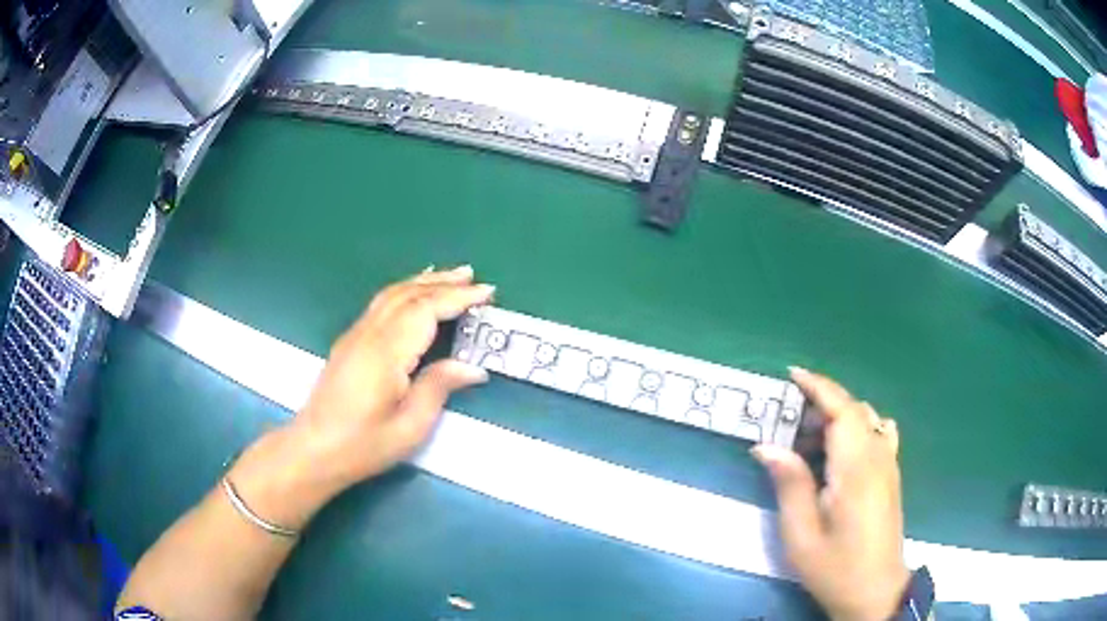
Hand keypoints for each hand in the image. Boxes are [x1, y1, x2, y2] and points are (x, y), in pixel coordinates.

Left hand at [293, 265, 494, 487]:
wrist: (314, 449)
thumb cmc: (364, 445)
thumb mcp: (410, 427)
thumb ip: (439, 388)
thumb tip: (473, 368)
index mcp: (386, 353)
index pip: (426, 310)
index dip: (457, 298)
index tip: (487, 293)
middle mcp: (369, 334)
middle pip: (409, 295)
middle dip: (443, 283)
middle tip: (475, 277)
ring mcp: (355, 335)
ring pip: (392, 294)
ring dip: (423, 281)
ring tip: (451, 275)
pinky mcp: (349, 341)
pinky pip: (381, 303)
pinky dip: (404, 290)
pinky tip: (413, 292)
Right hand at [752, 368, 909, 620]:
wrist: (875, 591)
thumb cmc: (835, 567)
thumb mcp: (801, 534)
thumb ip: (790, 485)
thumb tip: (766, 446)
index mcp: (856, 468)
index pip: (842, 409)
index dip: (818, 386)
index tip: (791, 374)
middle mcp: (878, 456)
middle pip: (854, 410)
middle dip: (822, 404)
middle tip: (787, 424)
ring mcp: (889, 464)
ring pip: (867, 419)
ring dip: (838, 417)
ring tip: (809, 440)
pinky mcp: (892, 475)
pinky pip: (878, 434)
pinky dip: (856, 429)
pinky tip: (839, 453)